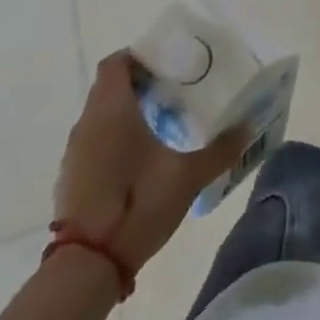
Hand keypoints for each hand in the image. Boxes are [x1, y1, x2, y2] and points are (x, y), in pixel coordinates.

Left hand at [54, 51, 248, 278]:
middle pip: (109, 87)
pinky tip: (141, 158)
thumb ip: (220, 149)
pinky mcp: (71, 178)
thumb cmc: (137, 204)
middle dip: (139, 83)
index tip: (167, 61)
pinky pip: (94, 141)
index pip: (115, 63)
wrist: (87, 264)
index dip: (138, 56)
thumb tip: (248, 126)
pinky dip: (114, 138)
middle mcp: (88, 124)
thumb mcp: (188, 177)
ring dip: (126, 112)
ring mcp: (75, 153)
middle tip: (175, 89)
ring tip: (163, 122)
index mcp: (112, 111)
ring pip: (100, 115)